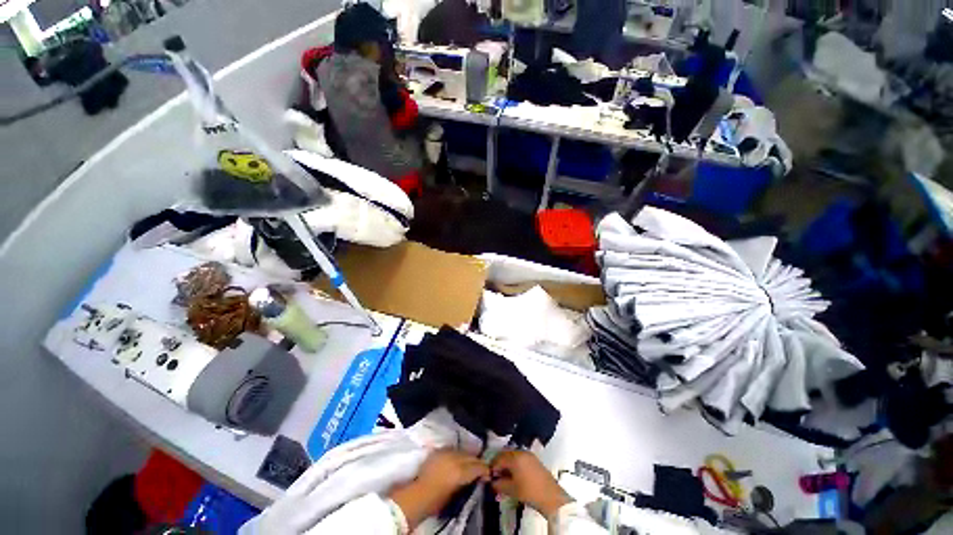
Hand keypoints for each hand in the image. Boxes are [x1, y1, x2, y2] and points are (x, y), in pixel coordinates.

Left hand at [389, 449, 488, 529]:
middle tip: (481, 468)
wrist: (418, 495)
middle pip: (471, 456)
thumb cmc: (437, 500)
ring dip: (467, 456)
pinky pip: (452, 449)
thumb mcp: (456, 493)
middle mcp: (455, 458)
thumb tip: (476, 477)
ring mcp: (446, 452)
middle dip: (477, 462)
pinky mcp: (439, 450)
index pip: (477, 466)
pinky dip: (457, 454)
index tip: (487, 473)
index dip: (484, 470)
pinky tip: (457, 459)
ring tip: (469, 463)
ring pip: (462, 451)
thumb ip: (467, 481)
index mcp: (460, 471)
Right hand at [490, 450, 571, 517]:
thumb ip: (499, 484)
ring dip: (507, 464)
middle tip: (495, 476)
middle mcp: (521, 452)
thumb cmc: (529, 492)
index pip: (499, 458)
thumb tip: (492, 482)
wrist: (551, 497)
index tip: (489, 476)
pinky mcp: (534, 460)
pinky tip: (514, 475)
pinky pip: (520, 458)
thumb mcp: (512, 490)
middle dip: (499, 464)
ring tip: (504, 477)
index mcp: (515, 457)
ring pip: (513, 456)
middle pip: (506, 455)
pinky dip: (515, 465)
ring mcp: (529, 455)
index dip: (492, 466)